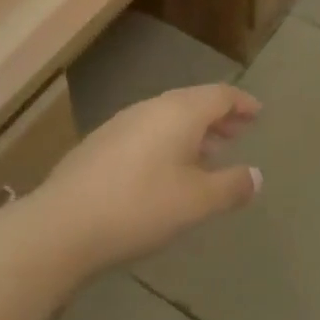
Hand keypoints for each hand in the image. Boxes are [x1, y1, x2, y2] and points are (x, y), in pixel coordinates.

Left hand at [31, 84, 261, 275]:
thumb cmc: (140, 206)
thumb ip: (230, 186)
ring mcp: (123, 122)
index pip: (220, 95)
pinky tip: (166, 170)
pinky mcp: (101, 143)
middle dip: (219, 116)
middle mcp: (153, 107)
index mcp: (181, 112)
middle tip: (238, 132)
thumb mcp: (196, 202)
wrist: (61, 224)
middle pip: (194, 102)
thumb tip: (256, 176)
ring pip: (169, 117)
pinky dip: (169, 141)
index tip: (258, 113)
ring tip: (208, 154)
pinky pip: (148, 131)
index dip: (242, 103)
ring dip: (193, 131)